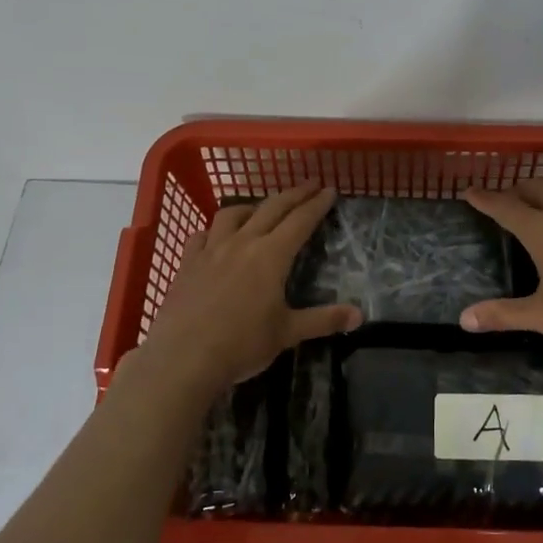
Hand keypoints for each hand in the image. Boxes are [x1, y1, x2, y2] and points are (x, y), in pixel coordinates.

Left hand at [135, 183, 360, 394]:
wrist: (183, 357)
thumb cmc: (242, 345)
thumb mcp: (288, 333)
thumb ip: (323, 320)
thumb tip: (359, 315)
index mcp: (271, 256)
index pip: (300, 221)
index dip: (316, 204)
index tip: (329, 190)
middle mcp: (242, 243)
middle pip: (271, 209)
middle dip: (293, 195)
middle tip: (308, 185)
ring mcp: (211, 251)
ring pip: (232, 214)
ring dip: (252, 206)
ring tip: (261, 208)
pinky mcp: (187, 264)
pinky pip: (201, 235)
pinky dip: (214, 229)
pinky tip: (216, 236)